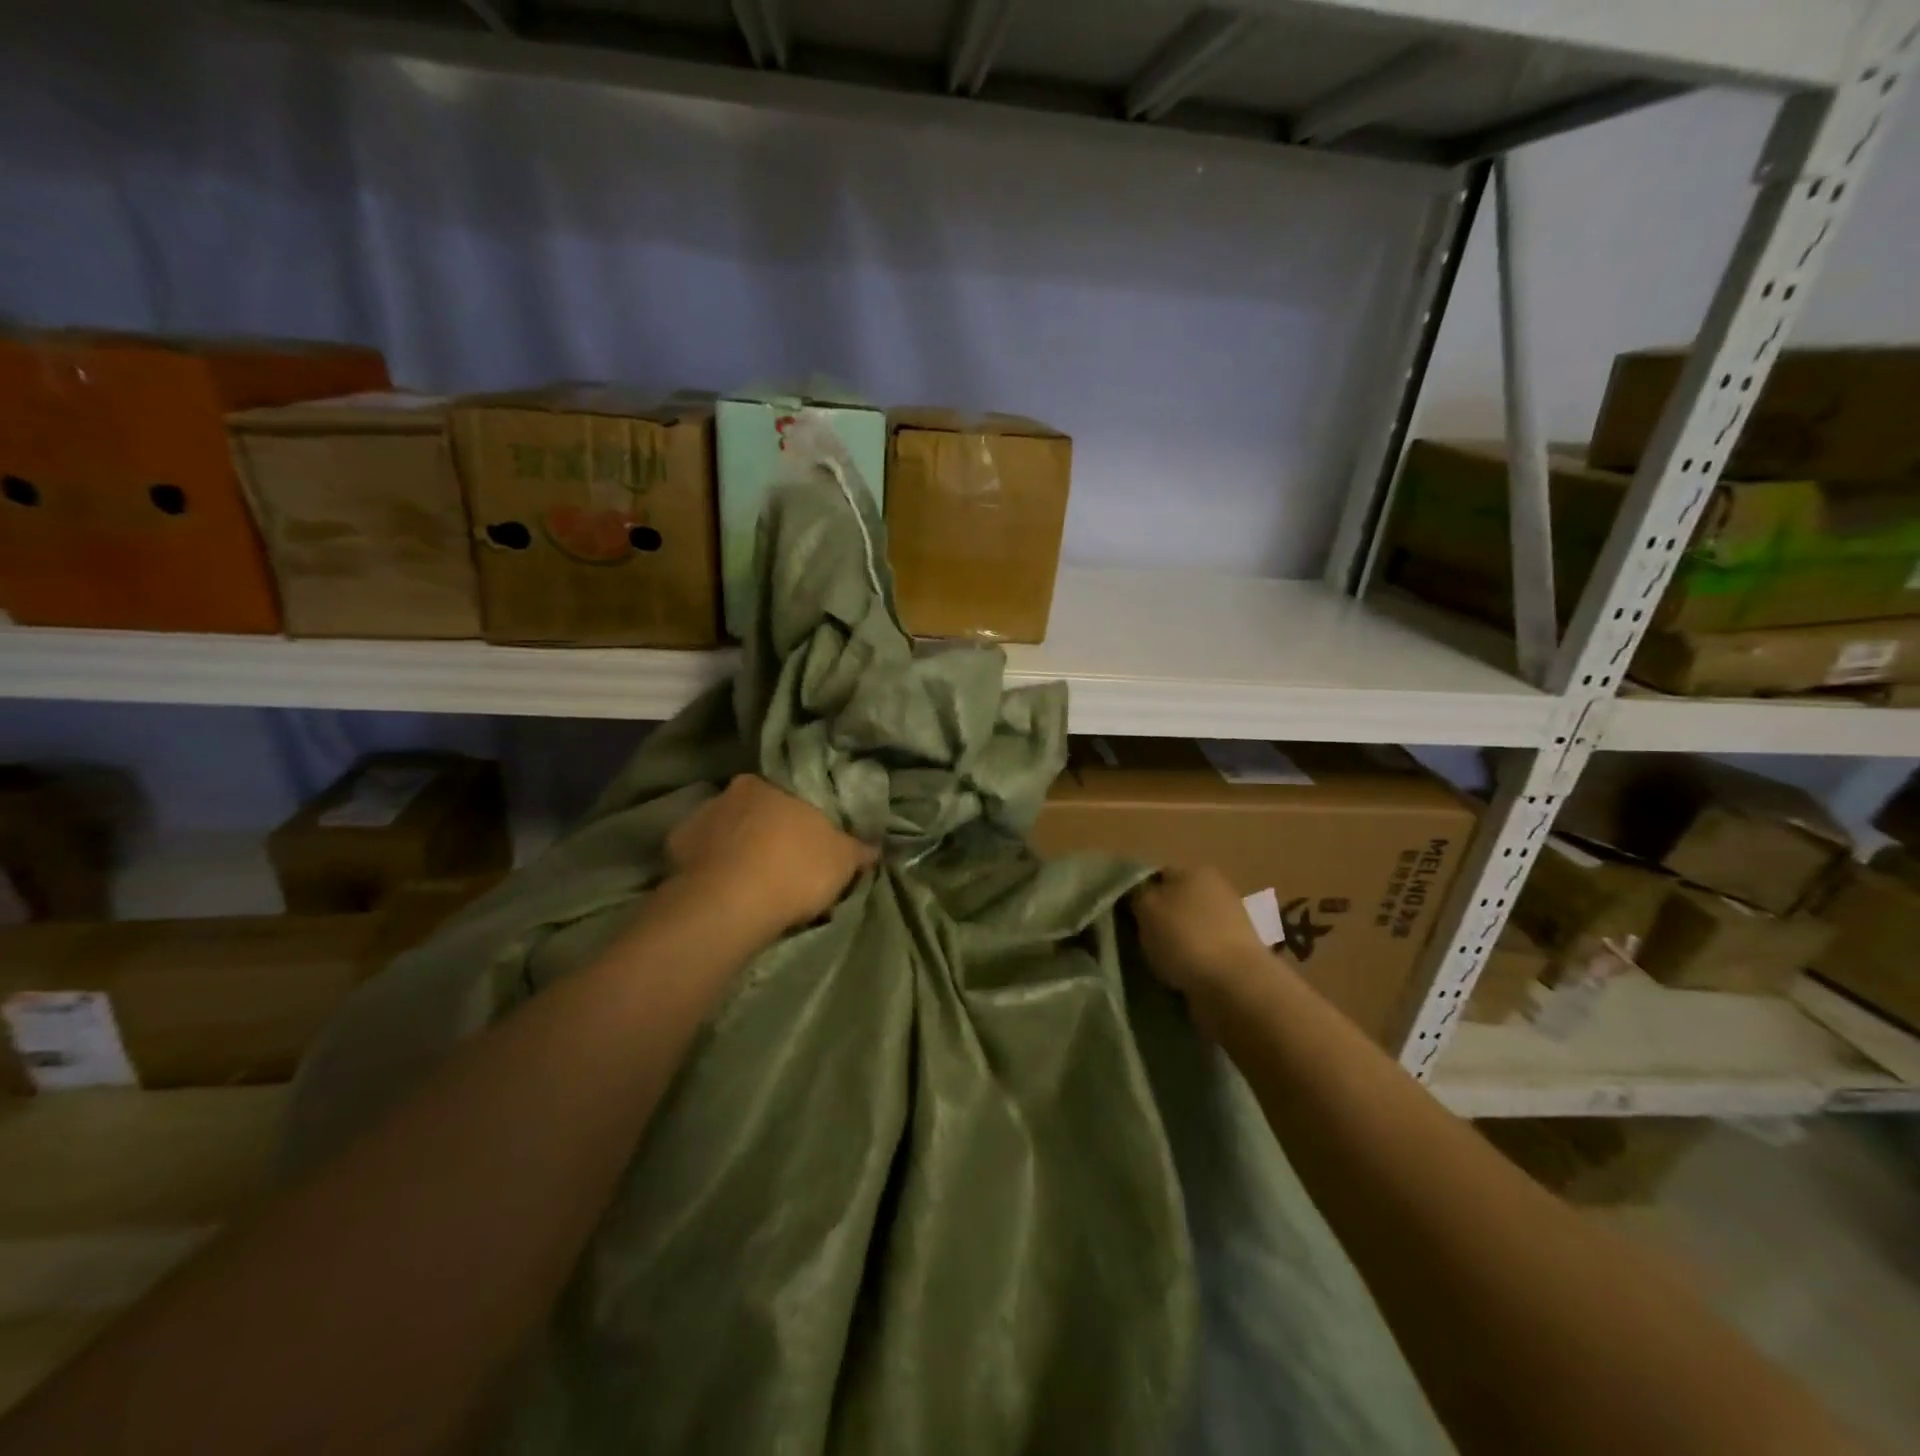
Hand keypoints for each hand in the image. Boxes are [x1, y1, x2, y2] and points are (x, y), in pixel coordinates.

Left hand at [666, 775, 876, 940]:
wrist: (729, 906)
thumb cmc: (794, 869)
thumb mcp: (843, 860)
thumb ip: (859, 848)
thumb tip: (875, 845)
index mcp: (773, 784)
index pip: (792, 793)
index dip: (801, 817)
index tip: (808, 840)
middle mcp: (733, 791)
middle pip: (756, 809)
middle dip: (767, 829)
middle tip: (782, 860)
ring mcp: (699, 818)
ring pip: (725, 830)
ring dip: (736, 847)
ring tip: (750, 880)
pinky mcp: (673, 850)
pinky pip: (699, 856)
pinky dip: (710, 868)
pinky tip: (722, 889)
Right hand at [1130, 866, 1272, 1017]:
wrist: (1236, 987)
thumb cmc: (1185, 938)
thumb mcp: (1146, 907)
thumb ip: (1135, 892)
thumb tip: (1133, 889)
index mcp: (1195, 870)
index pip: (1155, 874)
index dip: (1135, 892)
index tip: (1121, 914)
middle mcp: (1216, 889)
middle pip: (1173, 900)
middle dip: (1156, 917)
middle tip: (1135, 938)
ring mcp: (1231, 922)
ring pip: (1187, 926)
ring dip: (1172, 941)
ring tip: (1154, 960)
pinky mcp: (1238, 953)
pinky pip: (1202, 950)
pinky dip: (1189, 959)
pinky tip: (1177, 973)